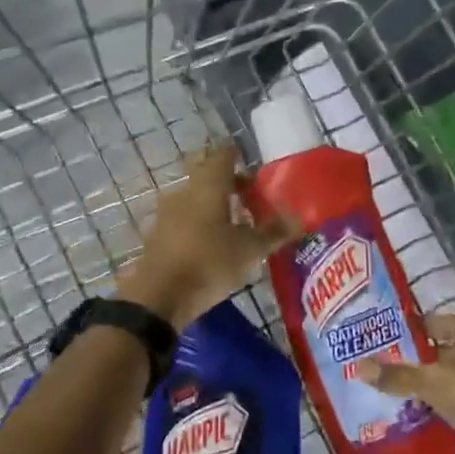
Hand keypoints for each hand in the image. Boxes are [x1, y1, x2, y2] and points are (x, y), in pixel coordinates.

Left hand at [117, 144, 294, 327]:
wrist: (158, 297)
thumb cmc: (208, 263)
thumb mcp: (248, 250)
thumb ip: (272, 233)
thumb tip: (297, 220)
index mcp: (208, 186)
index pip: (223, 156)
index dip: (237, 155)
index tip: (250, 163)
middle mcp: (184, 191)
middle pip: (207, 176)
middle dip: (228, 183)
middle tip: (249, 196)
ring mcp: (166, 213)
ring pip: (194, 198)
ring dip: (213, 204)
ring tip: (235, 222)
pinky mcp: (157, 235)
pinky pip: (183, 218)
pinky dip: (200, 223)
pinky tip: (212, 242)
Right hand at [357, 312, 454, 453]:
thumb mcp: (429, 381)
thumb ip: (396, 375)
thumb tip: (358, 365)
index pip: (444, 322)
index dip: (422, 326)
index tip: (398, 334)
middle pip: (453, 352)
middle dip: (428, 358)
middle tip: (399, 363)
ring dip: (438, 384)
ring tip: (409, 390)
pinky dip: (448, 406)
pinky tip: (428, 414)